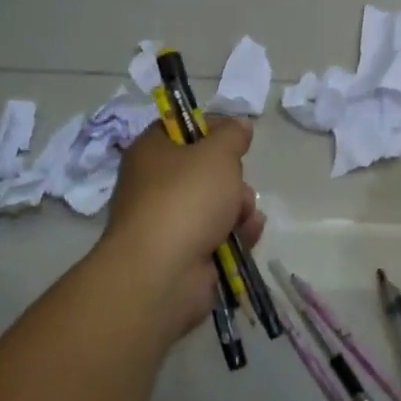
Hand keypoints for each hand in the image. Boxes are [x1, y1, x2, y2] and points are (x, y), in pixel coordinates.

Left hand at [101, 116, 264, 343]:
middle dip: (231, 176)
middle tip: (237, 183)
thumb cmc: (186, 198)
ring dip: (238, 206)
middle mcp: (154, 184)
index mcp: (151, 151)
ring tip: (244, 216)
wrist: (162, 275)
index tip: (236, 136)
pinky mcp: (183, 255)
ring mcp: (167, 222)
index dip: (211, 127)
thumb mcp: (218, 153)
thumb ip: (232, 135)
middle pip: (203, 168)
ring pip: (214, 203)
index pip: (182, 127)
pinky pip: (216, 235)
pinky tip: (248, 235)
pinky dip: (235, 234)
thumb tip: (238, 125)